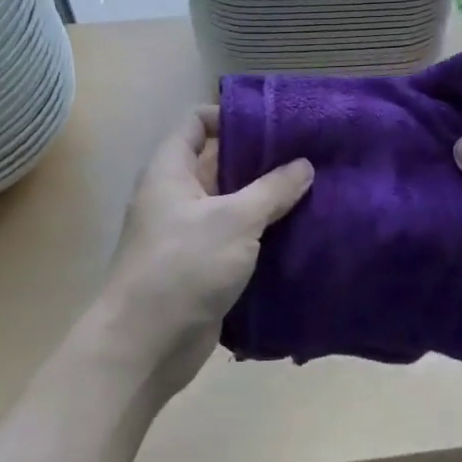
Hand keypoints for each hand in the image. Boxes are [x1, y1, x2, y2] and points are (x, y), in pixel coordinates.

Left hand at [97, 107, 312, 400]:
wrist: (146, 345)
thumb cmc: (183, 266)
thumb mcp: (235, 220)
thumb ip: (273, 189)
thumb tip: (305, 165)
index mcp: (171, 172)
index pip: (196, 123)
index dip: (230, 115)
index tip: (274, 122)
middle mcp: (177, 197)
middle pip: (219, 163)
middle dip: (260, 158)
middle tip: (309, 154)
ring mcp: (190, 234)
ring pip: (233, 204)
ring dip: (267, 199)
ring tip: (315, 189)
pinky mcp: (205, 268)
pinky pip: (238, 239)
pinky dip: (264, 234)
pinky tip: (301, 231)